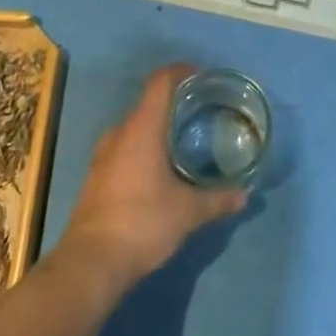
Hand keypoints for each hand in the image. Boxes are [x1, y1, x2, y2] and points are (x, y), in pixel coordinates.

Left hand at [59, 64, 246, 289]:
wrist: (90, 264)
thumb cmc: (142, 223)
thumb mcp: (187, 212)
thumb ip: (217, 199)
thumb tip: (245, 194)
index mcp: (141, 128)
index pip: (160, 82)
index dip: (181, 72)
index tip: (202, 76)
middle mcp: (119, 134)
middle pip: (148, 104)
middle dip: (174, 104)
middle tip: (202, 112)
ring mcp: (103, 156)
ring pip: (135, 129)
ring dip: (158, 128)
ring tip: (185, 140)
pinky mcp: (97, 178)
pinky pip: (125, 149)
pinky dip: (145, 148)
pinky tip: (161, 168)